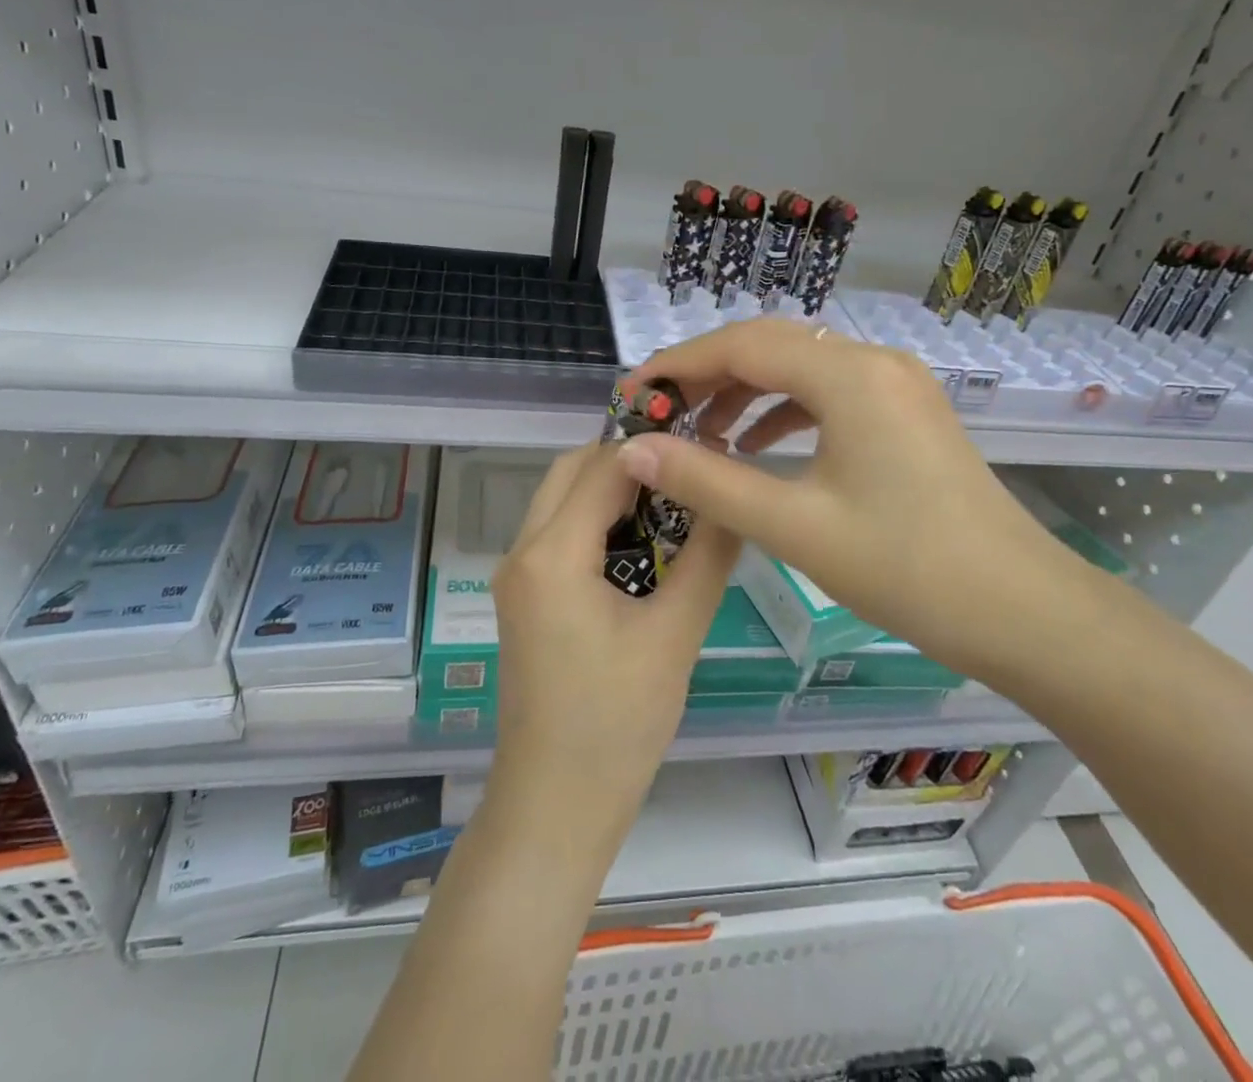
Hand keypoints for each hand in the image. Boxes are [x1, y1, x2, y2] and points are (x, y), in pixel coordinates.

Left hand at [486, 441, 741, 852]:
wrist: (555, 807)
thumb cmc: (616, 725)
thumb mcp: (675, 635)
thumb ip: (708, 556)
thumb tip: (734, 496)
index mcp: (551, 554)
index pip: (604, 467)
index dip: (656, 448)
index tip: (708, 444)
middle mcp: (523, 551)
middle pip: (572, 471)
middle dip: (630, 461)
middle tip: (690, 471)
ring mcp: (518, 576)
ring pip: (564, 499)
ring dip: (614, 490)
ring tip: (676, 502)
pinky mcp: (526, 598)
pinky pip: (561, 533)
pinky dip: (599, 520)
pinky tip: (647, 543)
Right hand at [614, 321, 1109, 691]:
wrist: (1021, 610)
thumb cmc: (906, 568)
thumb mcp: (794, 525)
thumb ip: (707, 480)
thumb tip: (634, 449)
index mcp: (849, 376)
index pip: (742, 345)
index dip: (679, 364)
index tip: (631, 392)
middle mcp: (874, 361)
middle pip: (770, 347)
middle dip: (708, 376)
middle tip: (658, 414)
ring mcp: (896, 384)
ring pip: (800, 368)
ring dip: (745, 393)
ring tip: (700, 435)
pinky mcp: (905, 411)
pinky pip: (829, 393)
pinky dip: (784, 411)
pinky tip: (758, 447)